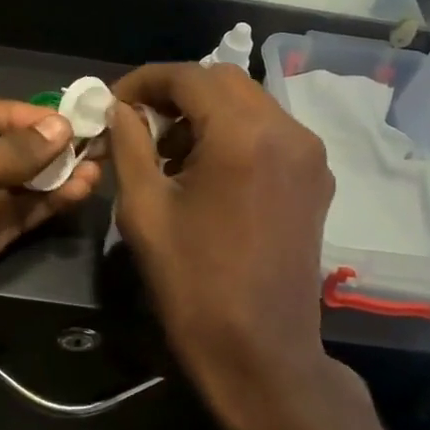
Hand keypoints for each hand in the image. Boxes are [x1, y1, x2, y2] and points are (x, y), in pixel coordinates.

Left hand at [0, 96, 101, 395]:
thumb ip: (7, 152)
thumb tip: (61, 127)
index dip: (21, 114)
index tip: (66, 121)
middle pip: (0, 146)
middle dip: (43, 144)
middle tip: (92, 143)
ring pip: (14, 183)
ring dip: (53, 174)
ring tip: (96, 167)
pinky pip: (17, 215)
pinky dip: (47, 203)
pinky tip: (79, 192)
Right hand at [104, 63, 333, 418]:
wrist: (261, 353)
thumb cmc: (193, 284)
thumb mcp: (144, 209)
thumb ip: (129, 143)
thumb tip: (120, 108)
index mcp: (243, 135)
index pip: (188, 76)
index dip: (144, 81)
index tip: (113, 102)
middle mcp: (287, 131)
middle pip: (222, 81)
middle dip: (175, 93)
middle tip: (137, 123)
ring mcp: (309, 154)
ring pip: (248, 102)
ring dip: (204, 111)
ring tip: (167, 149)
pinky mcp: (316, 178)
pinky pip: (268, 130)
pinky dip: (232, 131)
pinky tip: (205, 167)